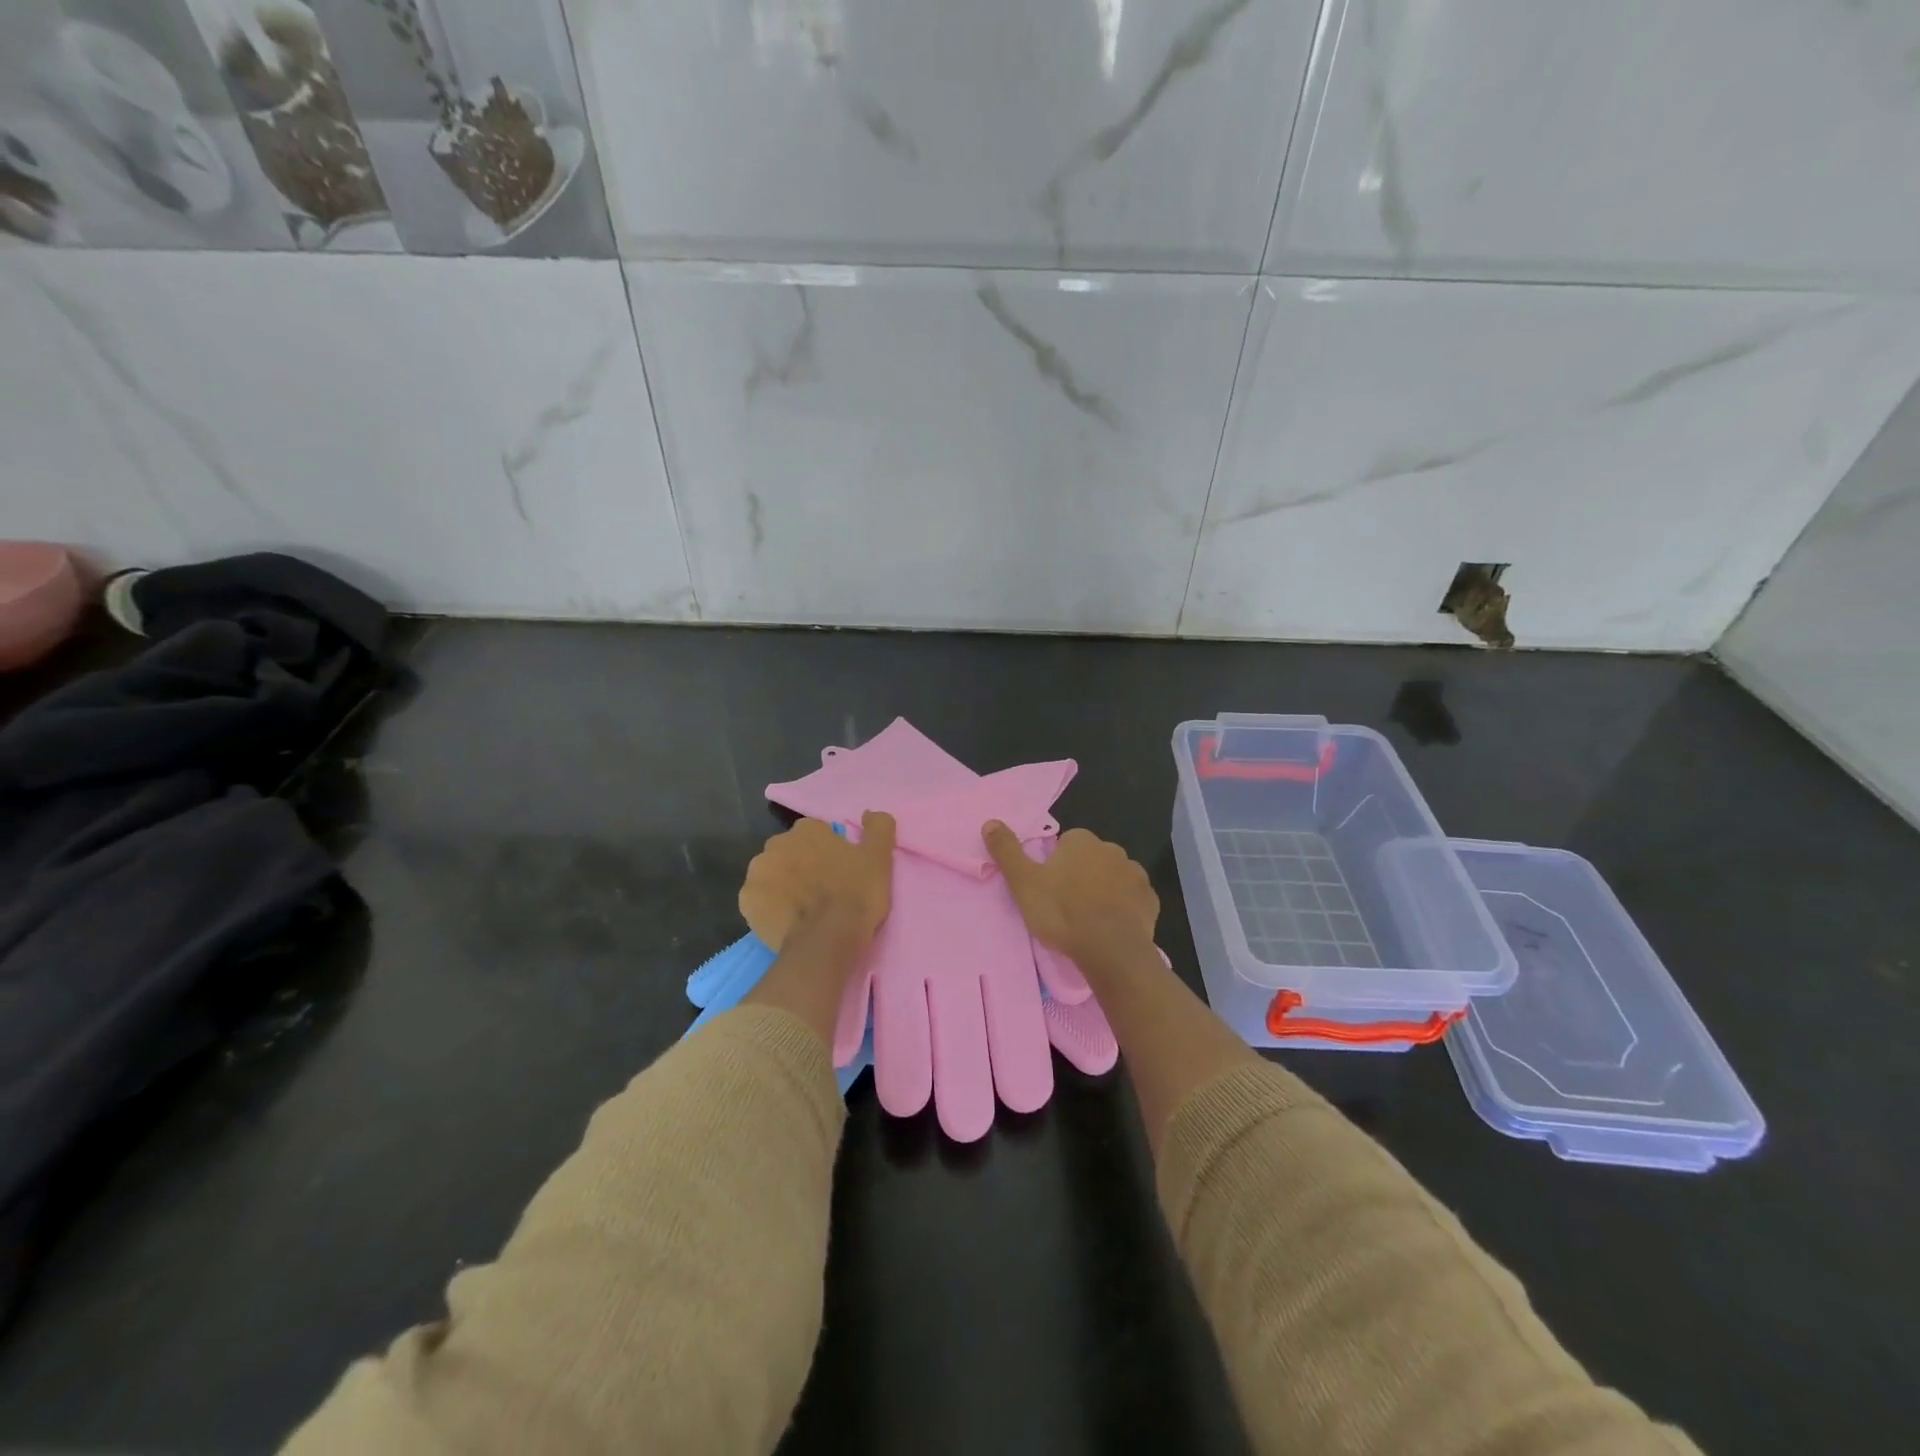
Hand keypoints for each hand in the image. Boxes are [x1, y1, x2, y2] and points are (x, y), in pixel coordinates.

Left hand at [739, 811, 896, 951]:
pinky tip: (787, 920)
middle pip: (790, 852)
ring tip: (805, 908)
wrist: (828, 940)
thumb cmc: (855, 893)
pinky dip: (770, 907)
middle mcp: (775, 844)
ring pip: (773, 875)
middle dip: (802, 865)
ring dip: (784, 885)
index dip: (828, 851)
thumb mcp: (878, 857)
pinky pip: (760, 900)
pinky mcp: (746, 902)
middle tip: (823, 890)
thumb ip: (878, 827)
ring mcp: (757, 874)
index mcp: (806, 830)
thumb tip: (868, 814)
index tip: (839, 870)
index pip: (816, 833)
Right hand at [982, 822, 1157, 967]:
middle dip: (1081, 876)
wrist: (1110, 950)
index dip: (1056, 865)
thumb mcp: (1024, 882)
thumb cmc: (1062, 912)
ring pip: (1113, 878)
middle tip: (1066, 906)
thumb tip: (990, 821)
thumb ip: (1007, 851)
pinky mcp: (1150, 900)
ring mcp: (1135, 874)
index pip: (1066, 844)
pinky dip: (1123, 909)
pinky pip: (1132, 899)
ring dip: (1104, 892)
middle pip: (1091, 859)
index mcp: (1082, 841)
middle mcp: (1112, 849)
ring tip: (1089, 920)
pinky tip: (1111, 928)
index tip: (1049, 889)